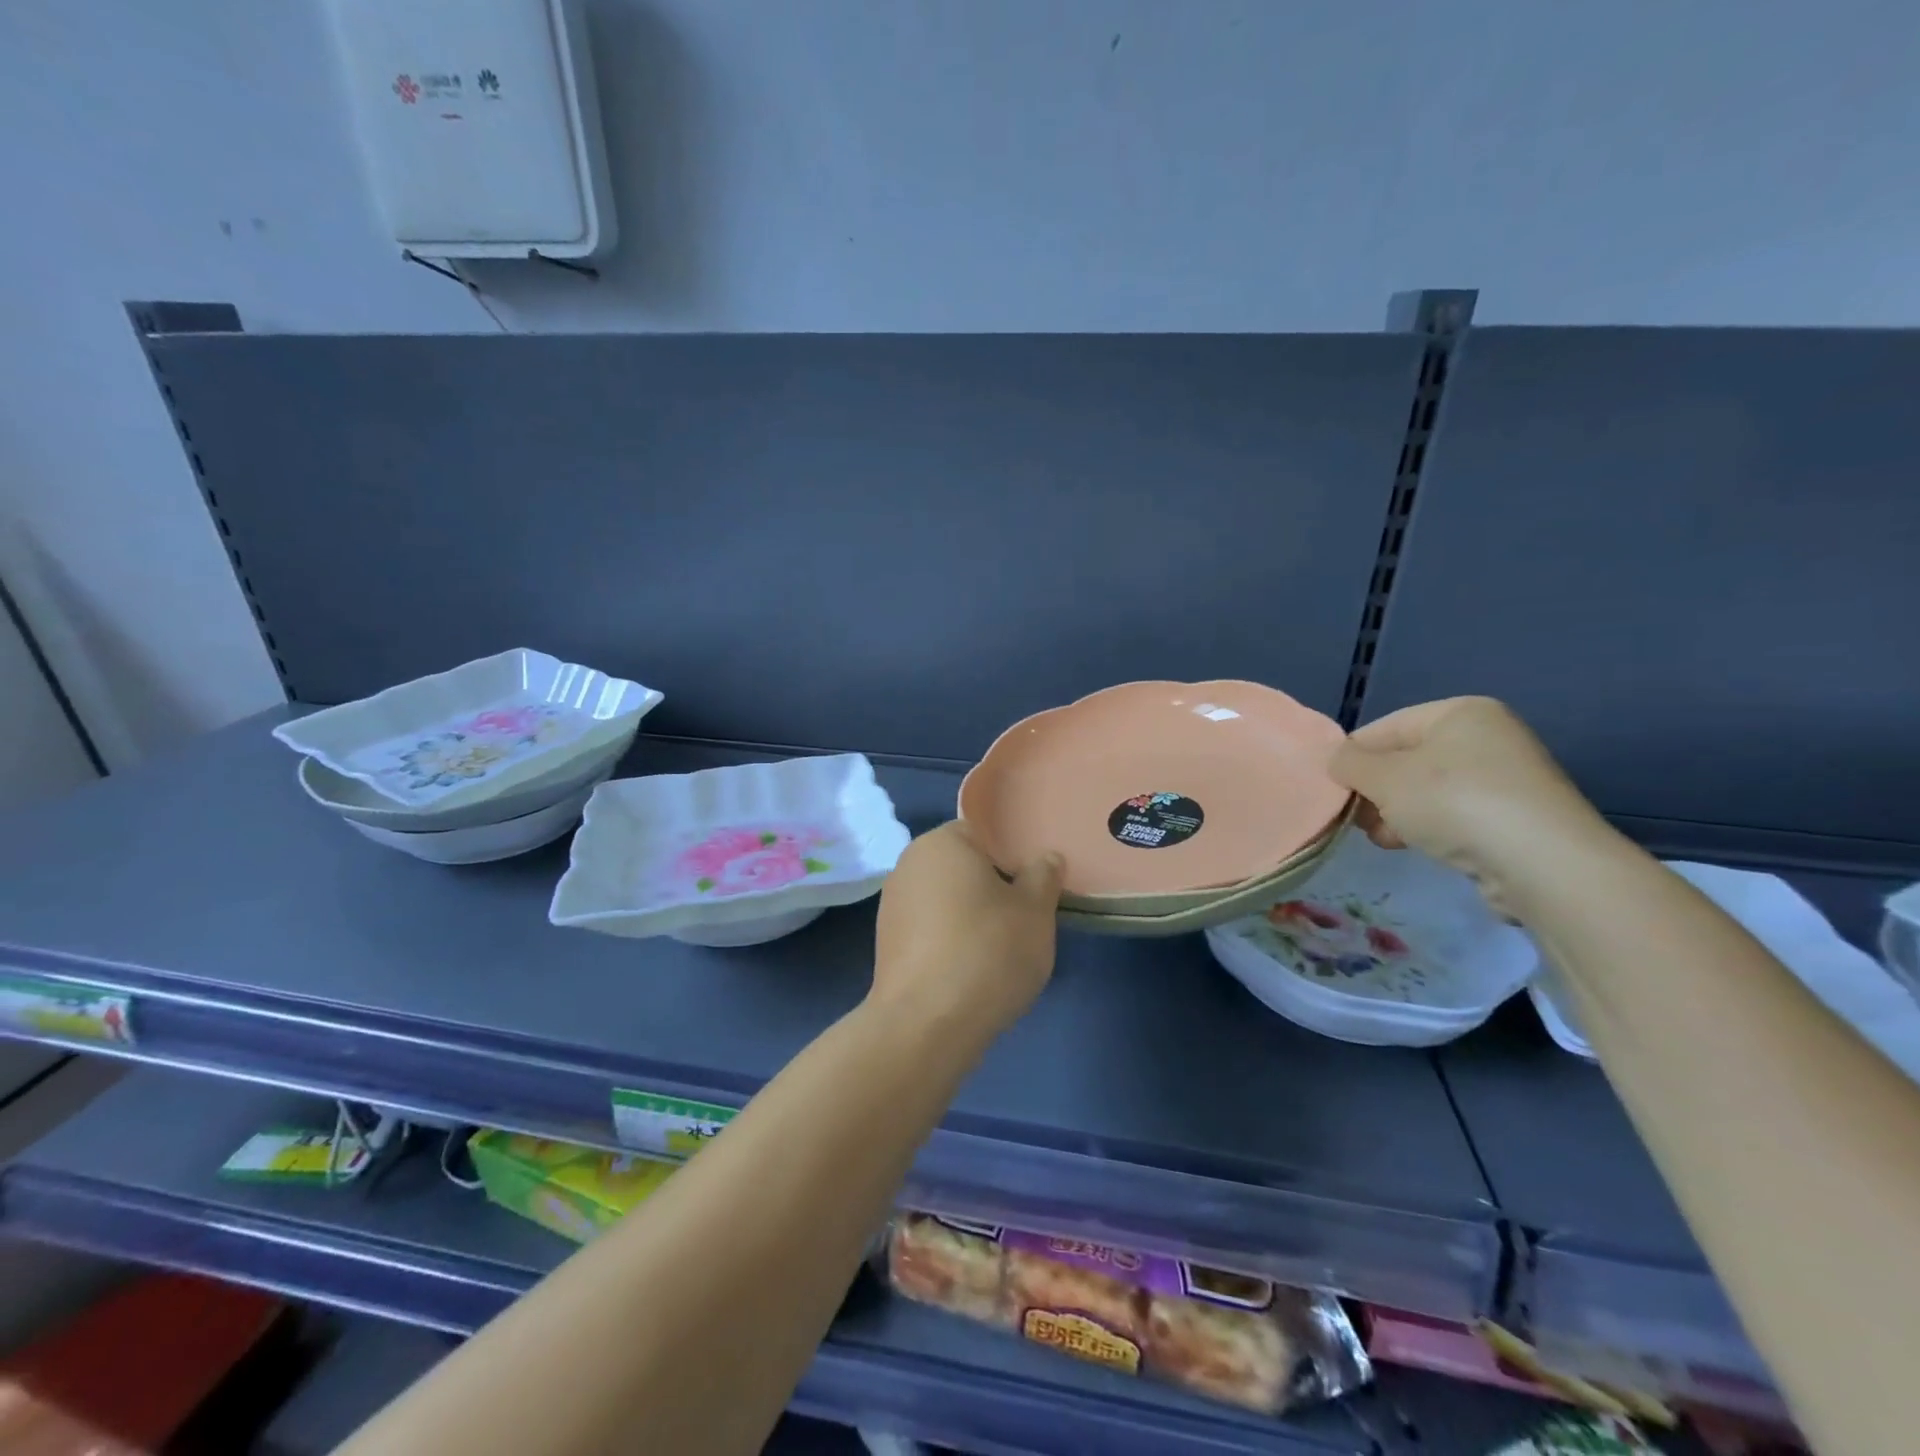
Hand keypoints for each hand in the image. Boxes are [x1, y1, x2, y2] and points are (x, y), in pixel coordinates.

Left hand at [872, 822, 1063, 1035]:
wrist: (926, 1025)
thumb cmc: (987, 952)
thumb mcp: (1035, 911)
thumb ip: (1043, 876)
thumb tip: (1045, 858)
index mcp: (941, 842)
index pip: (983, 834)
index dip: (1012, 856)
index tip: (1034, 885)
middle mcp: (908, 864)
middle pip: (962, 867)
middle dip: (991, 888)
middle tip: (1024, 918)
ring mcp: (891, 906)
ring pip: (945, 900)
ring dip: (969, 916)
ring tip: (1000, 950)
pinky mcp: (886, 944)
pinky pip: (929, 930)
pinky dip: (949, 942)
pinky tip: (971, 971)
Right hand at [1330, 697, 1611, 915]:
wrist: (1542, 863)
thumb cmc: (1454, 802)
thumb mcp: (1383, 778)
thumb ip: (1349, 764)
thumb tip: (1336, 761)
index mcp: (1458, 713)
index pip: (1383, 728)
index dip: (1352, 758)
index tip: (1333, 791)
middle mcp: (1486, 737)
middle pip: (1405, 760)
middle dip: (1375, 790)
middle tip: (1357, 818)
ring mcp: (1505, 778)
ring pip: (1426, 791)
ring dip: (1397, 813)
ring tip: (1384, 837)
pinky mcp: (1514, 817)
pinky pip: (1453, 814)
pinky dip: (1428, 827)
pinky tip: (1413, 846)